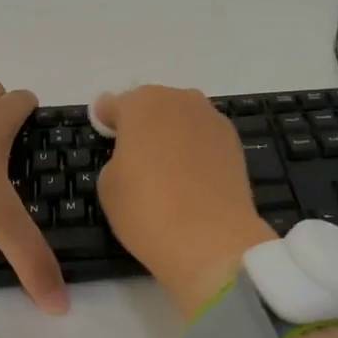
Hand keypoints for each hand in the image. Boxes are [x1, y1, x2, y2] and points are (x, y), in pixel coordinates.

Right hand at [93, 85, 276, 317]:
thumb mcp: (108, 185)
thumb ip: (116, 158)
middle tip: (134, 154)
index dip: (105, 121)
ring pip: (182, 119)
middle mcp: (178, 99)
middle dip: (142, 124)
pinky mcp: (234, 142)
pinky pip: (203, 137)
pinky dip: (195, 149)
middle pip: (152, 105)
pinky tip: (190, 176)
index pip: (113, 104)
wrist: (210, 238)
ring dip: (171, 134)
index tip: (103, 135)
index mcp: (141, 103)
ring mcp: (211, 118)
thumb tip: (133, 155)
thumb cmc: (146, 208)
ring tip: (165, 166)